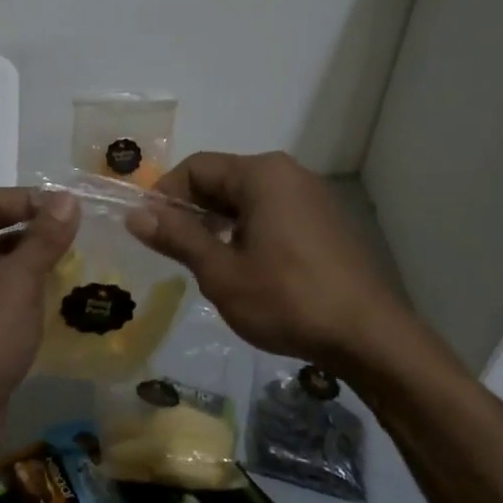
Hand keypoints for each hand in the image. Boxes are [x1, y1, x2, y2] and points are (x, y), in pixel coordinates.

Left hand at [0, 187, 79, 471]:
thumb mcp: (15, 286)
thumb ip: (42, 240)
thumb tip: (66, 199)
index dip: (31, 201)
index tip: (72, 212)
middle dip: (35, 234)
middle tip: (81, 240)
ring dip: (33, 265)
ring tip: (76, 268)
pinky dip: (25, 295)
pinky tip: (57, 302)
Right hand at [125, 151, 406, 370]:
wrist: (368, 335)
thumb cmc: (287, 300)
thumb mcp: (222, 272)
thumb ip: (178, 238)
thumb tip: (135, 214)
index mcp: (262, 174)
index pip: (196, 167)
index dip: (164, 195)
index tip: (148, 231)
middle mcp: (288, 173)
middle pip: (223, 179)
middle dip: (191, 210)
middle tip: (171, 251)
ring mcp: (311, 196)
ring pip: (247, 198)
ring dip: (218, 223)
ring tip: (202, 263)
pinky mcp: (324, 221)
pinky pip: (272, 213)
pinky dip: (246, 231)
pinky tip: (243, 267)